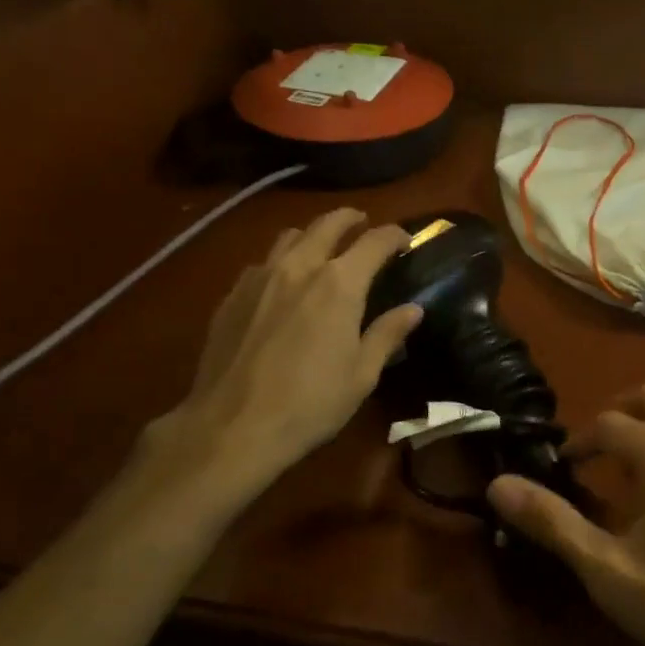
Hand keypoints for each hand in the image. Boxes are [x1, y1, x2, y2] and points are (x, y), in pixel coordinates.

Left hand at [138, 208, 421, 514]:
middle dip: (351, 218)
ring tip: (321, 250)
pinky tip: (282, 286)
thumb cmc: (310, 403)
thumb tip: (413, 309)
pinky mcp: (231, 296)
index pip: (375, 241)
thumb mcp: (361, 374)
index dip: (395, 235)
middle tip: (363, 224)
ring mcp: (260, 277)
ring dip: (312, 235)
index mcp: (339, 283)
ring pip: (290, 236)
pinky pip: (261, 263)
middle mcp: (299, 267)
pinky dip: (280, 262)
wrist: (232, 427)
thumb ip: (387, 334)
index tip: (405, 241)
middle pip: (328, 223)